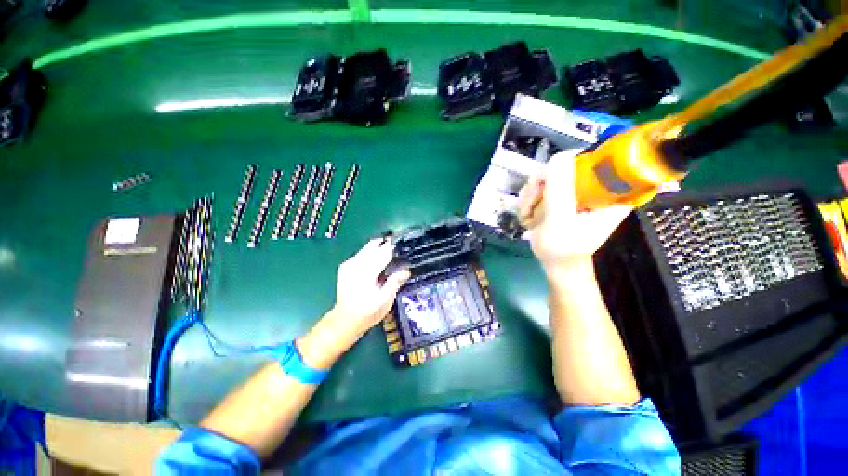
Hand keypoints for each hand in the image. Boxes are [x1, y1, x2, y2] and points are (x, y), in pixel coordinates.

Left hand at [331, 238, 410, 340]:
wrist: (345, 320)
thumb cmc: (367, 312)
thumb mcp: (385, 300)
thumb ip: (395, 282)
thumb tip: (406, 270)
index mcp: (367, 273)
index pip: (383, 253)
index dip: (394, 248)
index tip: (403, 245)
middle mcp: (356, 265)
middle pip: (373, 245)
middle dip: (386, 244)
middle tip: (398, 246)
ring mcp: (349, 264)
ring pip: (366, 247)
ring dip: (378, 247)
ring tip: (389, 250)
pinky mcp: (345, 266)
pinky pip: (361, 253)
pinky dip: (370, 252)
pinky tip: (377, 258)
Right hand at [517, 149, 632, 274]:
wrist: (556, 263)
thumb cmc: (564, 248)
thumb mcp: (561, 220)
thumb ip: (560, 190)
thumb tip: (560, 156)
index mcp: (611, 192)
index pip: (598, 158)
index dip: (568, 163)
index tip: (546, 183)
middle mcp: (596, 186)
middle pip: (565, 165)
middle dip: (541, 185)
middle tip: (531, 204)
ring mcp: (577, 191)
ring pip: (548, 176)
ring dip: (531, 195)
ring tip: (527, 215)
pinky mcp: (563, 196)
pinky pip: (541, 186)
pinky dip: (530, 200)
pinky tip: (528, 215)